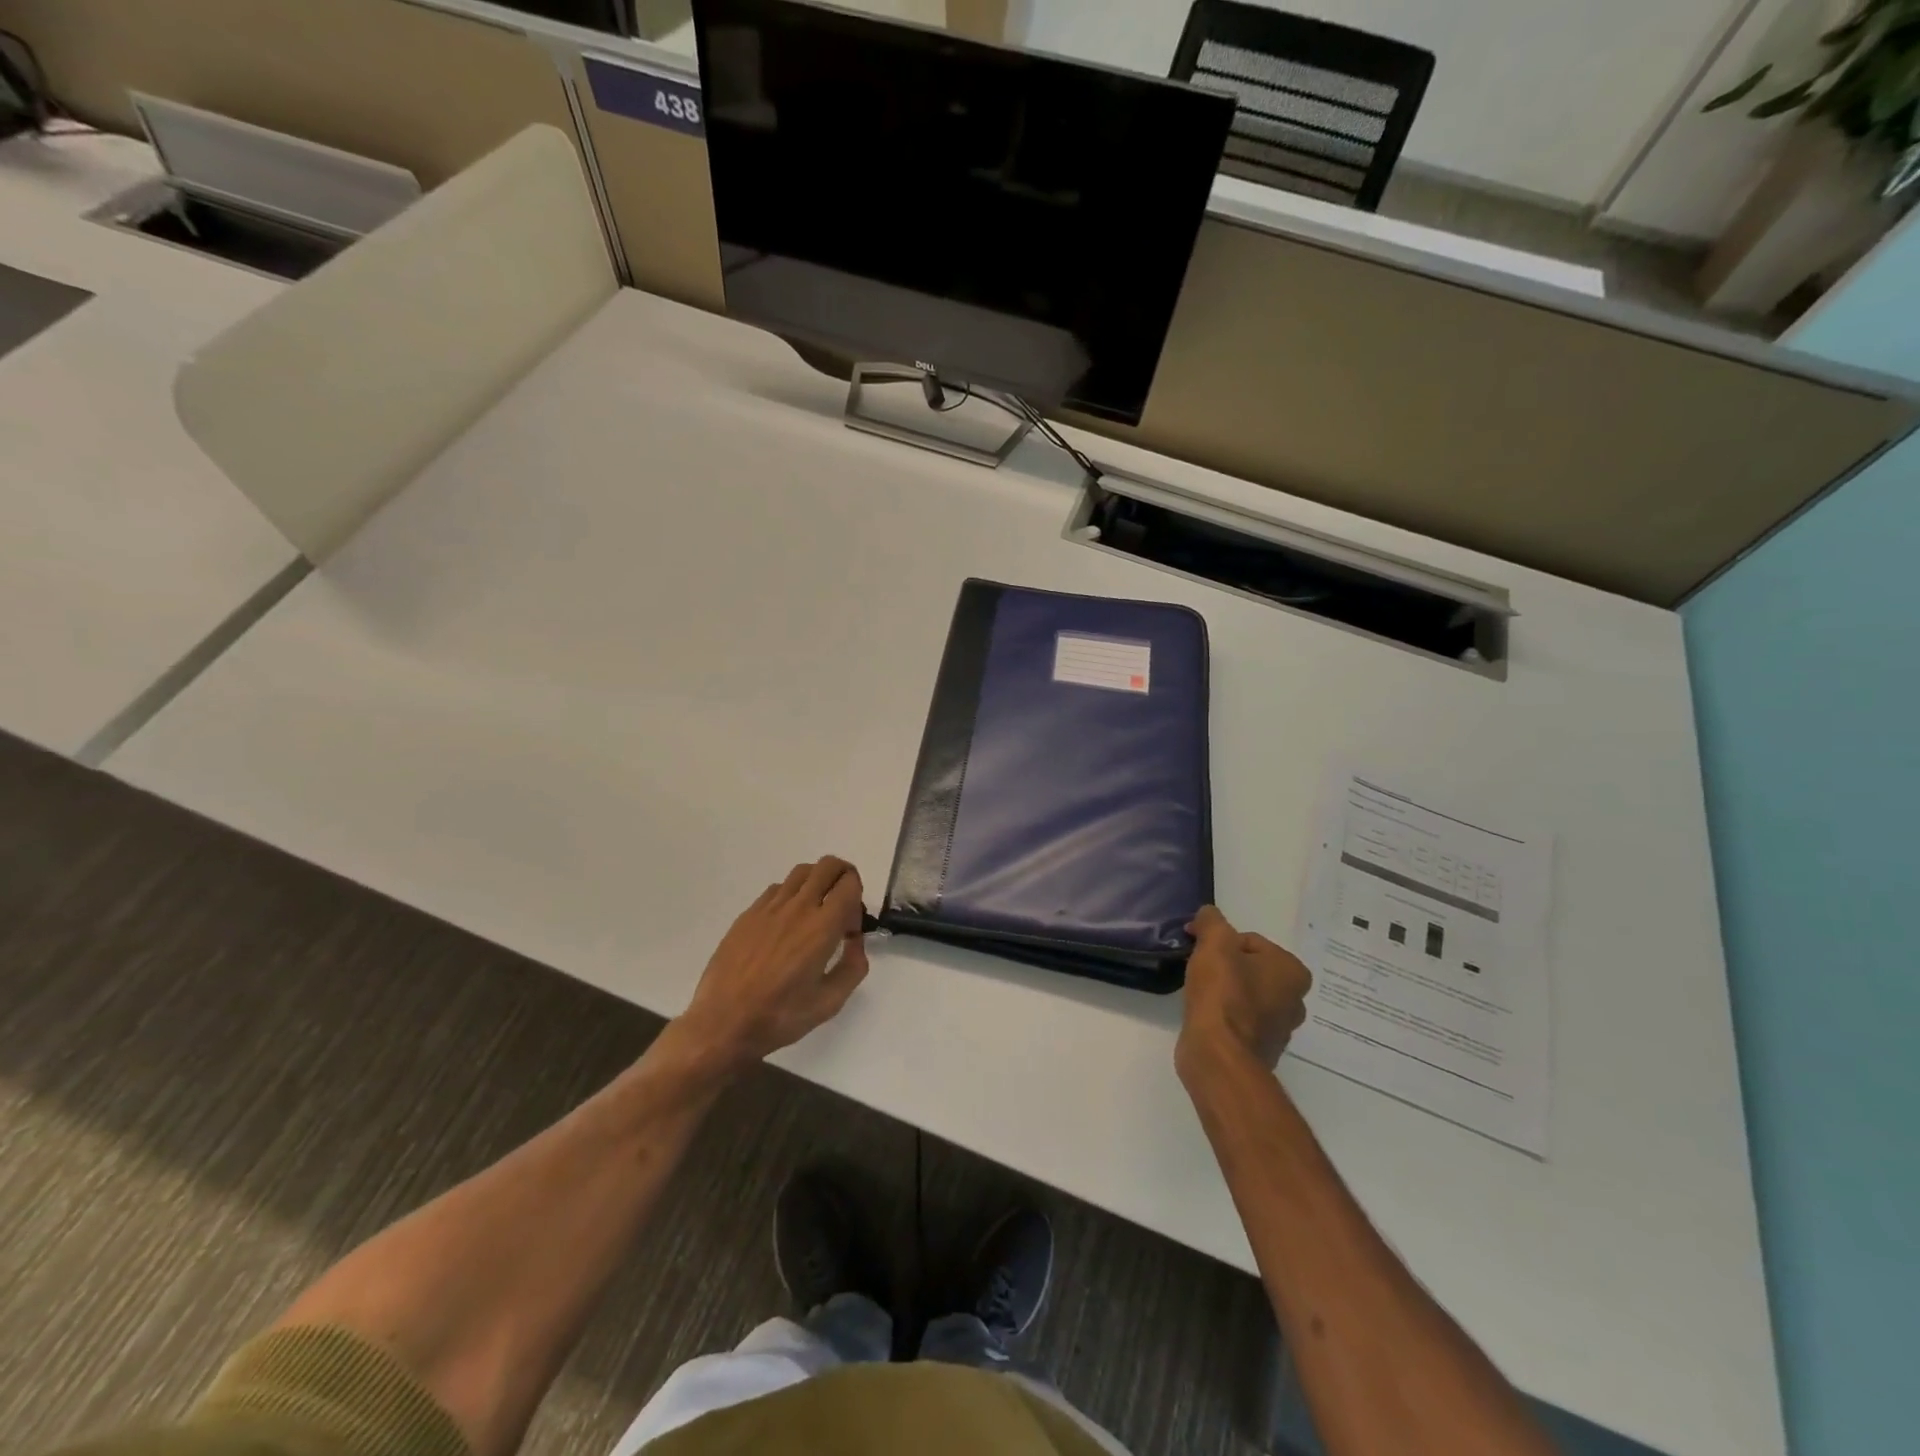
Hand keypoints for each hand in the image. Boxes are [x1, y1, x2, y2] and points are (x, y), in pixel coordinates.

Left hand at [674, 857, 870, 1069]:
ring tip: (815, 911)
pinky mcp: (748, 914)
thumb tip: (854, 941)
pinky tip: (786, 924)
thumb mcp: (830, 1002)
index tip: (850, 928)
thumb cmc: (780, 1016)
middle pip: (828, 866)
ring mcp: (769, 907)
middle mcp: (797, 907)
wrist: (723, 1023)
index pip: (849, 884)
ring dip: (817, 882)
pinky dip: (791, 894)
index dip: (859, 899)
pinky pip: (777, 888)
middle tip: (841, 906)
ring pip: (802, 872)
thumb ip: (853, 967)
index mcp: (822, 927)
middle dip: (843, 876)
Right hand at [1176, 905, 1311, 1081]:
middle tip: (1200, 970)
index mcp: (1292, 971)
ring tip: (1200, 993)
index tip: (1197, 948)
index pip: (1250, 941)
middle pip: (1250, 968)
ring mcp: (1280, 1029)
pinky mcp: (1262, 1049)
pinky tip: (1206, 1015)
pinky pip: (1240, 1020)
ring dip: (1225, 990)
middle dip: (1225, 966)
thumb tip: (1208, 914)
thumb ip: (1212, 921)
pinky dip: (1224, 1014)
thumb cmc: (1223, 994)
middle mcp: (1295, 1000)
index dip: (1219, 941)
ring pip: (1246, 994)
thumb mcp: (1214, 944)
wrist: (1219, 1055)